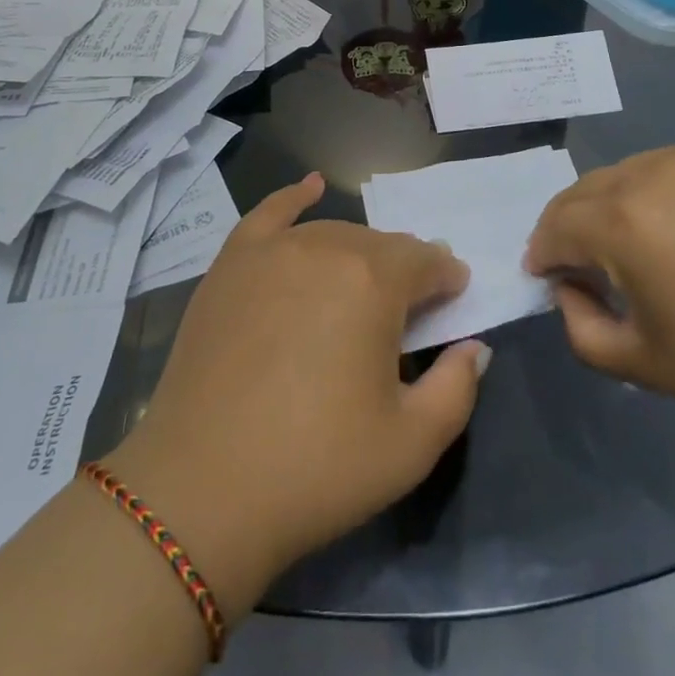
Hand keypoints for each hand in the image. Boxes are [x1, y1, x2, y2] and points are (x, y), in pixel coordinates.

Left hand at [100, 175, 489, 619]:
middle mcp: (326, 247)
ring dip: (359, 252)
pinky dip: (294, 196)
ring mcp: (273, 250)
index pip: (425, 261)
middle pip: (380, 246)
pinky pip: (269, 213)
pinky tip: (309, 186)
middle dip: (404, 270)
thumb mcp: (412, 445)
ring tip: (365, 282)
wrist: (201, 490)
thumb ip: (458, 387)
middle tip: (408, 308)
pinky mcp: (231, 263)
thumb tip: (473, 346)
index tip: (453, 298)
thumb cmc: (316, 468)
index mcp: (374, 282)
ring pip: (334, 233)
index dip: (446, 278)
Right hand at [523, 144, 674, 454]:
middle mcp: (646, 172)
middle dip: (568, 228)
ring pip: (619, 175)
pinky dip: (648, 193)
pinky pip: (661, 168)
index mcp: (621, 222)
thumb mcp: (642, 363)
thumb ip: (579, 326)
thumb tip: (570, 287)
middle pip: (580, 192)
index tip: (547, 280)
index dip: (542, 255)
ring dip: (607, 208)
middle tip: (581, 268)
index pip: (554, 227)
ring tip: (631, 250)